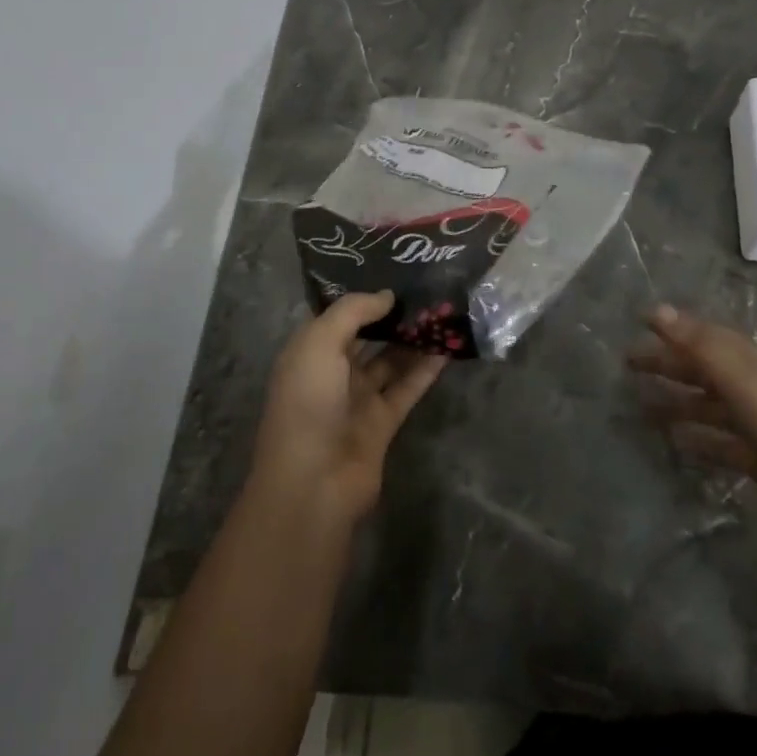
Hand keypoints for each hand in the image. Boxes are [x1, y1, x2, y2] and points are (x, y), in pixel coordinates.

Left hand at [252, 291, 447, 523]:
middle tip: (427, 288)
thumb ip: (353, 312)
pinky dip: (427, 368)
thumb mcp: (319, 343)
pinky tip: (449, 345)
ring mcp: (359, 398)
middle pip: (368, 336)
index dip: (364, 296)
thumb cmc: (307, 403)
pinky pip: (408, 386)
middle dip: (393, 315)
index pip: (339, 316)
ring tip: (444, 311)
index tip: (395, 272)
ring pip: (392, 360)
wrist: (313, 483)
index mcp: (309, 352)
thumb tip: (387, 295)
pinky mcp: (384, 422)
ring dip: (414, 339)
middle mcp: (333, 372)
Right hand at [628, 304, 756, 549]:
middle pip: (701, 368)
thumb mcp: (738, 379)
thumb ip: (697, 345)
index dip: (674, 326)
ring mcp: (753, 423)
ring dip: (675, 401)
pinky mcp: (755, 458)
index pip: (704, 335)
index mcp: (746, 362)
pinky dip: (695, 438)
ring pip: (705, 405)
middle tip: (628, 363)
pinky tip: (674, 443)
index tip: (641, 320)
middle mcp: (748, 386)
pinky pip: (716, 442)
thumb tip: (656, 309)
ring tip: (639, 406)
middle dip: (667, 362)